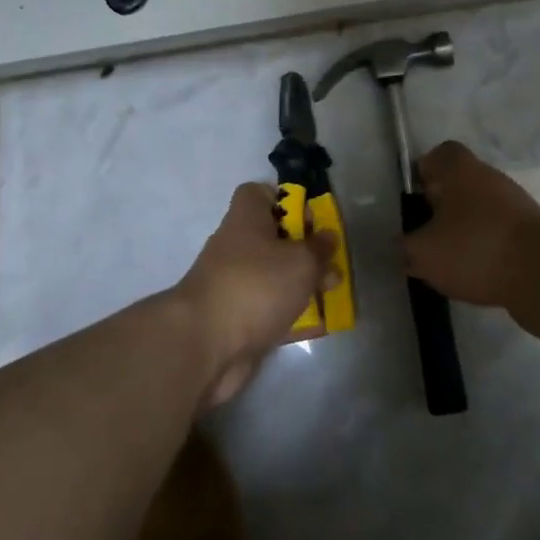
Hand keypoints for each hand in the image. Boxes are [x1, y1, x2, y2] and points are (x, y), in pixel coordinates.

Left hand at [175, 183, 337, 407]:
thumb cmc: (256, 286)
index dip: (286, 200)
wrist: (205, 345)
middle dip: (306, 250)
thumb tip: (327, 237)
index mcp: (246, 218)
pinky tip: (321, 326)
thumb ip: (319, 249)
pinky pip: (270, 310)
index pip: (260, 194)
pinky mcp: (237, 319)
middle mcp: (237, 246)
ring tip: (333, 295)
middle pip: (274, 238)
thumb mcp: (301, 261)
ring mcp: (235, 283)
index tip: (311, 219)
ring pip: (275, 276)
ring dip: (303, 285)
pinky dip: (293, 316)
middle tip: (332, 265)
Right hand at [402, 141, 539, 310]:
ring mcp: (515, 205)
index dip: (423, 172)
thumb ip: (405, 246)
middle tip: (425, 235)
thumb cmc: (475, 248)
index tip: (414, 199)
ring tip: (448, 262)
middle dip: (441, 208)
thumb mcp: (423, 252)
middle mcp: (489, 177)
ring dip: (463, 231)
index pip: (439, 154)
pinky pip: (498, 235)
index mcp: (460, 169)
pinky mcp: (532, 233)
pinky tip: (475, 275)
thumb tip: (403, 245)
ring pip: (479, 211)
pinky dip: (486, 250)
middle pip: (459, 184)